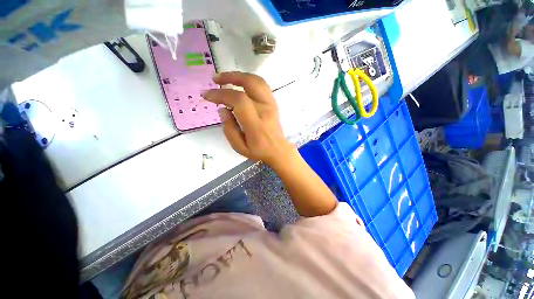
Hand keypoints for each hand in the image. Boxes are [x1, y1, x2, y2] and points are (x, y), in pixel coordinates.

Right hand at [201, 72, 293, 166]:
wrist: (278, 150)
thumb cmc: (258, 151)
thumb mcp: (239, 147)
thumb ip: (229, 129)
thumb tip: (222, 109)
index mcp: (256, 125)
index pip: (239, 101)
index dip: (222, 94)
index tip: (207, 95)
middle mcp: (266, 111)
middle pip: (251, 84)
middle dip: (230, 77)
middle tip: (215, 80)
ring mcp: (271, 105)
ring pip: (257, 81)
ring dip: (240, 75)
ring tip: (225, 78)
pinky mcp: (273, 103)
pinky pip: (262, 85)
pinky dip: (249, 81)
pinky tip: (239, 84)